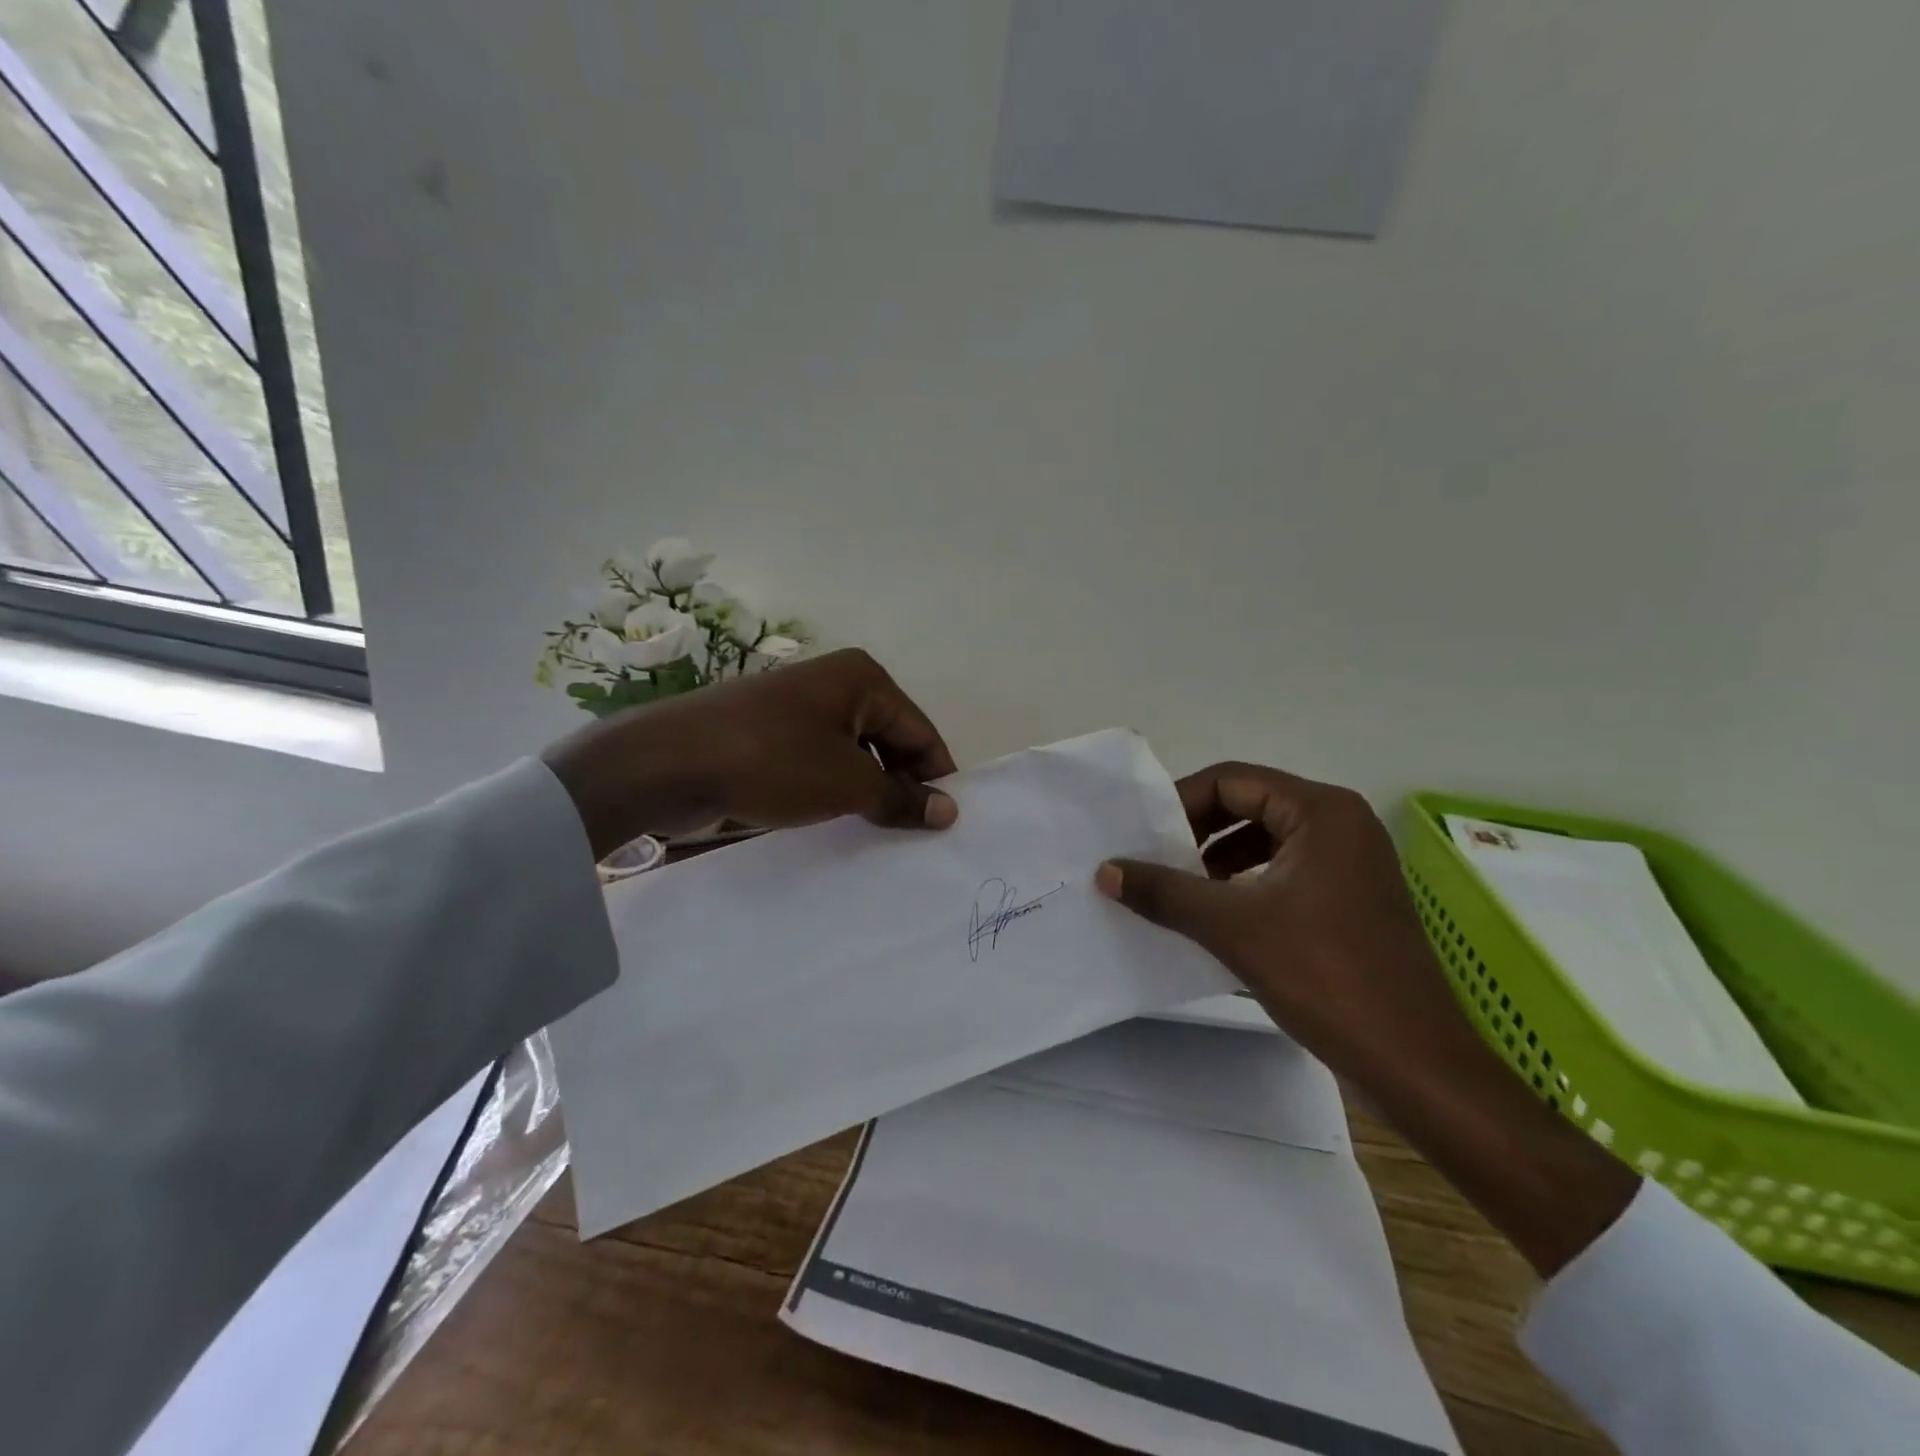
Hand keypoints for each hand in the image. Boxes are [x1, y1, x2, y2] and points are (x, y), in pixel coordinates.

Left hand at [541, 649, 957, 859]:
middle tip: (909, 838)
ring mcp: (798, 710)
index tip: (944, 826)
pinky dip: (833, 792)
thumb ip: (901, 798)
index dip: (936, 779)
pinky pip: (819, 764)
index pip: (921, 732)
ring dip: (867, 794)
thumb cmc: (772, 761)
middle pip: (889, 741)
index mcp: (863, 679)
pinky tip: (835, 826)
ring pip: (854, 756)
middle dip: (900, 787)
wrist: (668, 762)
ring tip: (874, 837)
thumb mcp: (847, 783)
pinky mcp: (770, 735)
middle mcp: (835, 685)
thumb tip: (948, 812)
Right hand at [1095, 763, 1462, 1087]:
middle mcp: (1341, 825)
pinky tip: (1215, 917)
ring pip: (1265, 841)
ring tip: (1178, 891)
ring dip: (1217, 861)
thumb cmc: (1325, 975)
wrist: (1412, 1062)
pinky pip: (1283, 873)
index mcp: (1322, 812)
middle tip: (1154, 861)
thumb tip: (1106, 870)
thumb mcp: (1232, 926)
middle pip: (1249, 806)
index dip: (1180, 802)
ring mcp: (1350, 864)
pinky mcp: (1350, 901)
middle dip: (1197, 832)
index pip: (1232, 781)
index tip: (1142, 835)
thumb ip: (1164, 892)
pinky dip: (1244, 885)